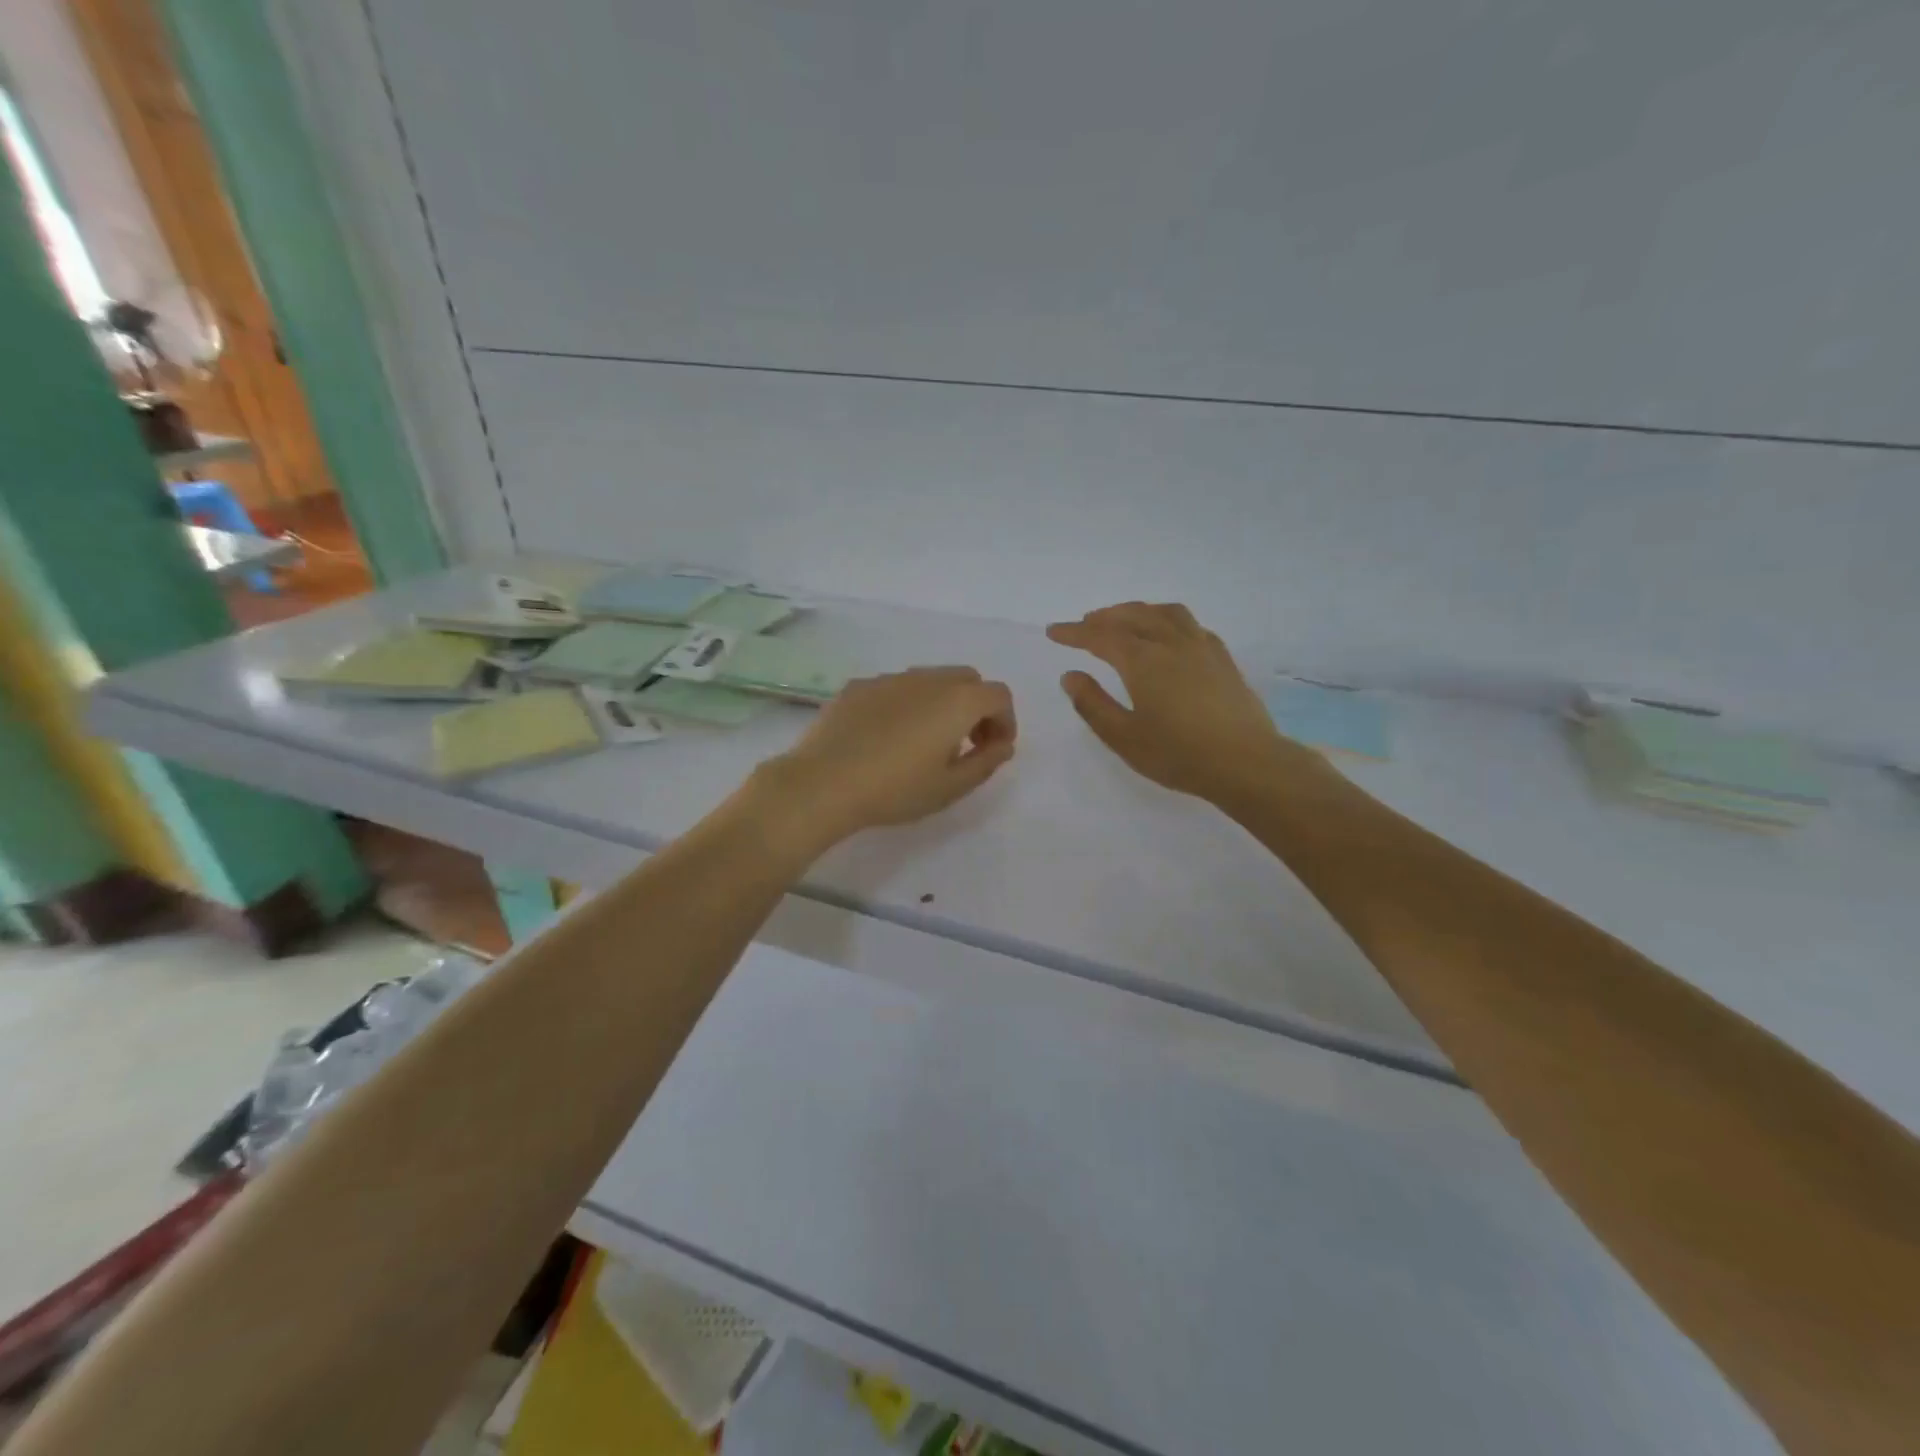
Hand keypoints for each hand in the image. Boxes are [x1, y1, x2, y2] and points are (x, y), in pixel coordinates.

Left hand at [756, 667, 1017, 850]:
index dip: (1005, 721)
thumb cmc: (896, 789)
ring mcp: (890, 678)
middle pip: (967, 680)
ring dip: (941, 704)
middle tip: (966, 744)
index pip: (999, 696)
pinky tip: (887, 738)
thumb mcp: (951, 787)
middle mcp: (928, 679)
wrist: (824, 783)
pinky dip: (907, 705)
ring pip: (930, 680)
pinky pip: (896, 688)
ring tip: (925, 743)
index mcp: (958, 700)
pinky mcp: (859, 686)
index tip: (993, 750)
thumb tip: (1003, 745)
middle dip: (976, 707)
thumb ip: (986, 762)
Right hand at [1049, 603, 1300, 804]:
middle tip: (1085, 624)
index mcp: (1143, 660)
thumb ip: (1093, 704)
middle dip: (1105, 617)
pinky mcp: (1223, 659)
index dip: (1074, 632)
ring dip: (1139, 611)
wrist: (1245, 762)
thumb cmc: (1178, 754)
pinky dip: (1168, 620)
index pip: (1100, 636)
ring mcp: (1202, 647)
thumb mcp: (1123, 737)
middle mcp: (1171, 643)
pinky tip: (1169, 635)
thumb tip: (1071, 676)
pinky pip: (1191, 625)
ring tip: (1126, 620)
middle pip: (1134, 616)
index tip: (1054, 631)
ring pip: (1166, 613)